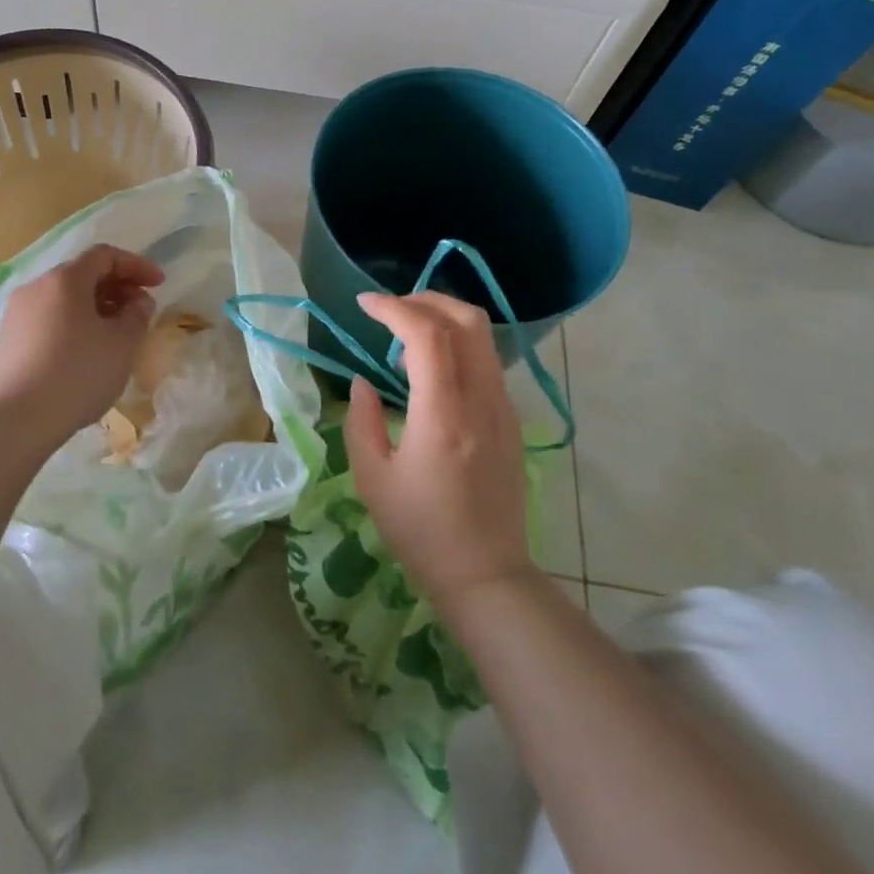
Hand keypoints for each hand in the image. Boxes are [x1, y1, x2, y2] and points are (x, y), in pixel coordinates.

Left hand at [0, 244, 163, 438]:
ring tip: (113, 334)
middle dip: (115, 287)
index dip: (136, 265)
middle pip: (81, 275)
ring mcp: (15, 314)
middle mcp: (35, 288)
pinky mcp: (5, 342)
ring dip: (92, 308)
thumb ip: (137, 314)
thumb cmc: (79, 373)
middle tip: (138, 310)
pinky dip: (70, 326)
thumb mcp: (122, 344)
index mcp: (64, 280)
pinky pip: (45, 322)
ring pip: (61, 300)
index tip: (158, 284)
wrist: (18, 419)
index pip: (104, 256)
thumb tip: (137, 301)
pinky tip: (81, 354)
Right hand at [343, 291, 535, 610]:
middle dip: (425, 299)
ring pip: (483, 337)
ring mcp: (504, 409)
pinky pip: (487, 361)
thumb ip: (361, 421)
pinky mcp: (511, 420)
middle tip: (389, 309)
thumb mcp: (372, 478)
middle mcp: (482, 401)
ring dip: (444, 319)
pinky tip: (430, 369)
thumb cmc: (420, 530)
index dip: (394, 308)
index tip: (363, 304)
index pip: (427, 335)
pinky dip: (457, 344)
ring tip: (405, 335)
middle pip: (467, 321)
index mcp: (443, 415)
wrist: (486, 574)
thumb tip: (362, 382)